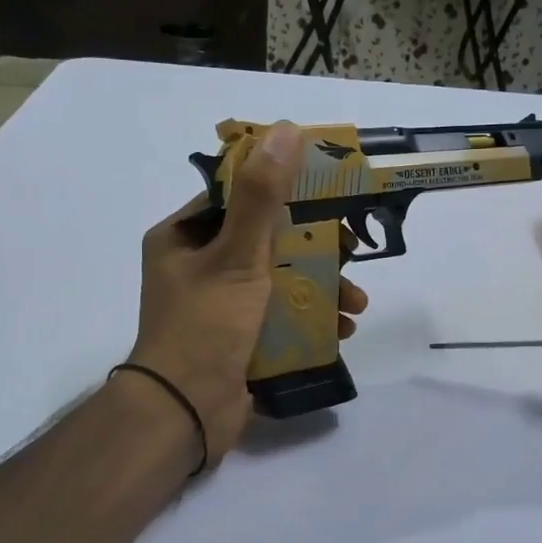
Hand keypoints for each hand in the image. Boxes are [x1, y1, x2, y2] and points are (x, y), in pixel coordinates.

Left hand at [128, 121, 368, 465]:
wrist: (186, 413)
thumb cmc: (206, 326)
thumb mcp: (238, 256)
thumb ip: (263, 197)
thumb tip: (285, 130)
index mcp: (184, 239)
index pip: (239, 199)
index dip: (285, 193)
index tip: (328, 196)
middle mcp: (198, 268)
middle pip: (268, 243)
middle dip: (317, 251)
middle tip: (354, 255)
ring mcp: (219, 307)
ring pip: (280, 283)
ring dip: (322, 290)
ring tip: (357, 304)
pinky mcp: (238, 340)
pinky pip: (280, 318)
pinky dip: (311, 321)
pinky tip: (342, 330)